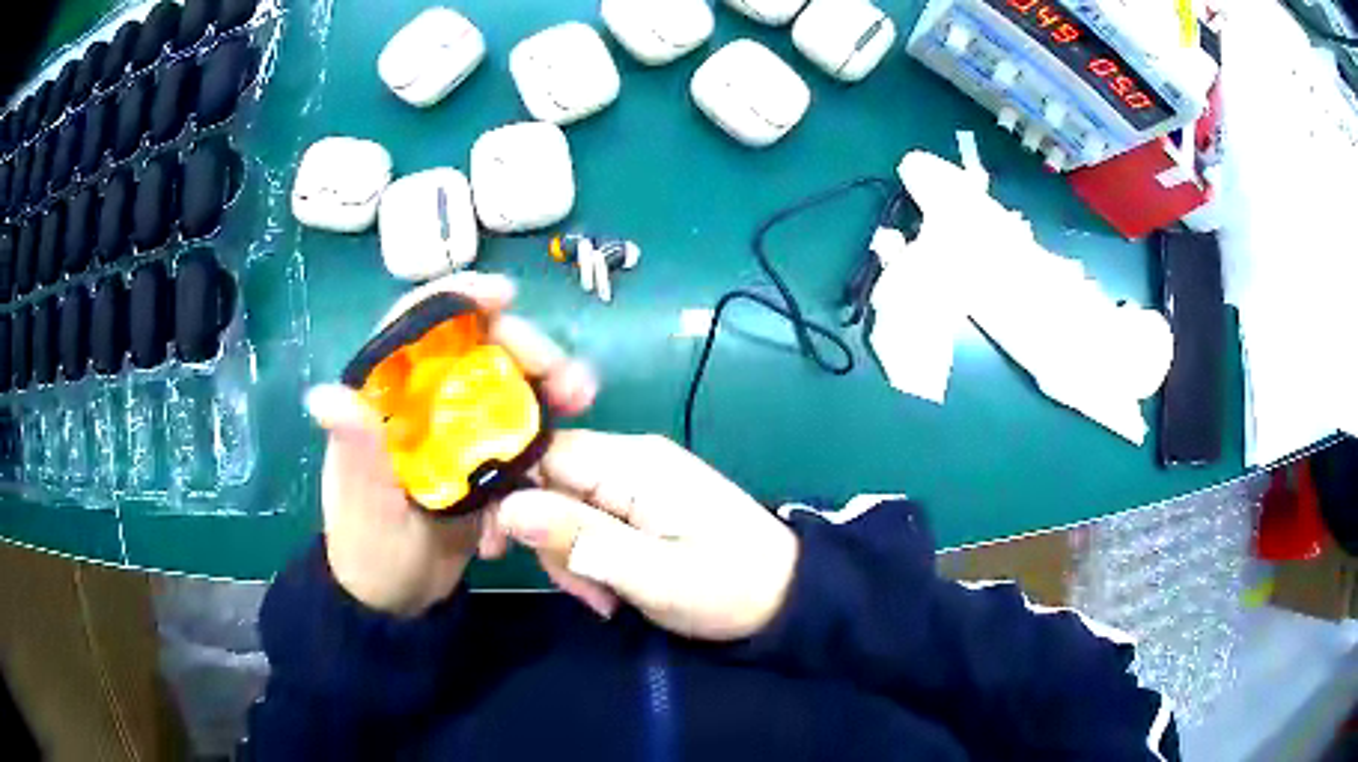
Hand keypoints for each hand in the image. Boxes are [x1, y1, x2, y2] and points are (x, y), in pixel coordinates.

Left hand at [306, 273, 596, 617]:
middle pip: (474, 346)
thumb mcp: (362, 504)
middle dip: (523, 346)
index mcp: (383, 395)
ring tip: (580, 399)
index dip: (457, 299)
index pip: (414, 324)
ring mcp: (455, 425)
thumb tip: (324, 395)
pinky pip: (519, 423)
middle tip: (565, 378)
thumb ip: (355, 451)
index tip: (504, 297)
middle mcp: (422, 397)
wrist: (400, 598)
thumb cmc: (369, 549)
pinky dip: (548, 421)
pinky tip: (569, 431)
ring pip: (504, 379)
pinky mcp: (482, 455)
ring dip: (545, 380)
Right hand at [493, 431, 798, 640]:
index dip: (509, 495)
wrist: (787, 597)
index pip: (543, 454)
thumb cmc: (727, 586)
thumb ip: (579, 539)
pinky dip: (589, 559)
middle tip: (582, 591)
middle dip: (550, 540)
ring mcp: (635, 482)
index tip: (496, 547)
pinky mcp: (641, 505)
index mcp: (633, 462)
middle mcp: (630, 459)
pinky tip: (611, 591)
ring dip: (571, 557)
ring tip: (605, 600)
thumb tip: (506, 507)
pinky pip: (590, 522)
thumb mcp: (652, 574)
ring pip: (565, 508)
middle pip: (550, 483)